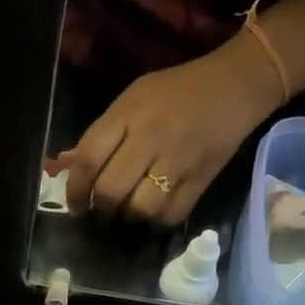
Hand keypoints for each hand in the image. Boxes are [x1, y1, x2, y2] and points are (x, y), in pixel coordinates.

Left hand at [61, 40, 277, 224]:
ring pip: (140, 208)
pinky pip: (171, 214)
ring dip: (128, 218)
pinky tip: (154, 213)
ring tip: (128, 213)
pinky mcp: (201, 179)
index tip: (75, 205)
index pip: (89, 159)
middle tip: (102, 211)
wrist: (236, 84)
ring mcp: (177, 160)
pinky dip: (157, 220)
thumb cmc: (177, 91)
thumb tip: (67, 168)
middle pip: (111, 190)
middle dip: (100, 208)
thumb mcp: (133, 99)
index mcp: (128, 113)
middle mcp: (150, 137)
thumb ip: (102, 134)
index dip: (75, 190)